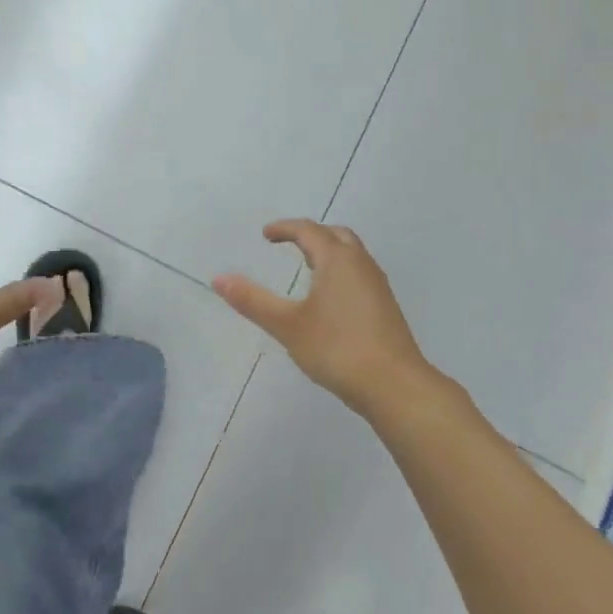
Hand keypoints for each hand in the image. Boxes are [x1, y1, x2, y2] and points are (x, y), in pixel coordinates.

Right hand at [214, 220, 434, 416]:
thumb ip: (253, 300)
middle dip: (311, 235)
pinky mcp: (385, 307)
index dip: (285, 228)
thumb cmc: (337, 349)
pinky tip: (330, 300)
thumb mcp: (288, 325)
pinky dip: (340, 272)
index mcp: (338, 260)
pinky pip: (359, 275)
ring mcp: (377, 286)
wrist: (393, 384)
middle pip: (336, 236)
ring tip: (307, 268)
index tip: (265, 234)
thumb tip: (219, 278)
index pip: (309, 230)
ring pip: (352, 255)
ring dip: (329, 253)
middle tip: (289, 244)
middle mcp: (361, 265)